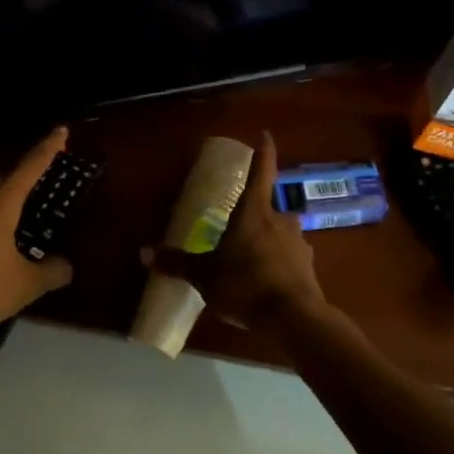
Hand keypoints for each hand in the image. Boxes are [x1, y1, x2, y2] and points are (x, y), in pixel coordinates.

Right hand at [141, 131, 326, 331]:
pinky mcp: (309, 267)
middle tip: (237, 232)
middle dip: (254, 217)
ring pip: (280, 235)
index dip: (263, 152)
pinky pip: (290, 259)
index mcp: (253, 212)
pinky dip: (279, 266)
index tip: (266, 135)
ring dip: (268, 243)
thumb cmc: (244, 285)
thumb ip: (177, 263)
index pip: (261, 172)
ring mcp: (299, 242)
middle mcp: (280, 219)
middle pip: (267, 208)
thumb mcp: (204, 276)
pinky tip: (268, 285)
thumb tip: (143, 252)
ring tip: (250, 265)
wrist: (293, 318)